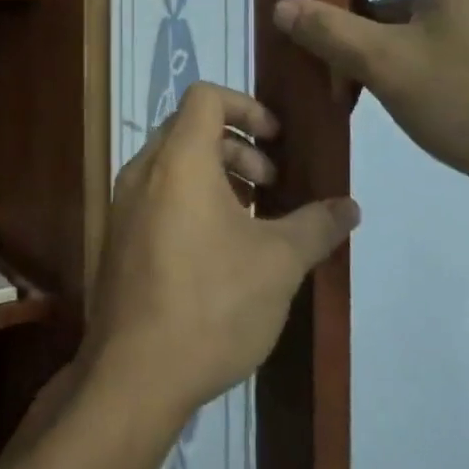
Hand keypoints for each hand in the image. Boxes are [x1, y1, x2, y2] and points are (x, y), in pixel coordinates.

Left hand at [84, 82, 358, 423]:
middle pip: (190, 128)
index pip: (205, 96)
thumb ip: (316, 226)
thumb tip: (350, 207)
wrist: (136, 372)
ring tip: (252, 217)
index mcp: (179, 160)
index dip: (246, 105)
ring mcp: (124, 204)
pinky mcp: (118, 236)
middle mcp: (143, 171)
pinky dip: (191, 198)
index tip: (277, 140)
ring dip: (216, 174)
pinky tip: (220, 248)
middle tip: (271, 185)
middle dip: (237, 145)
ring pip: (173, 163)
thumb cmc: (213, 303)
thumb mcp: (279, 263)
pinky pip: (157, 194)